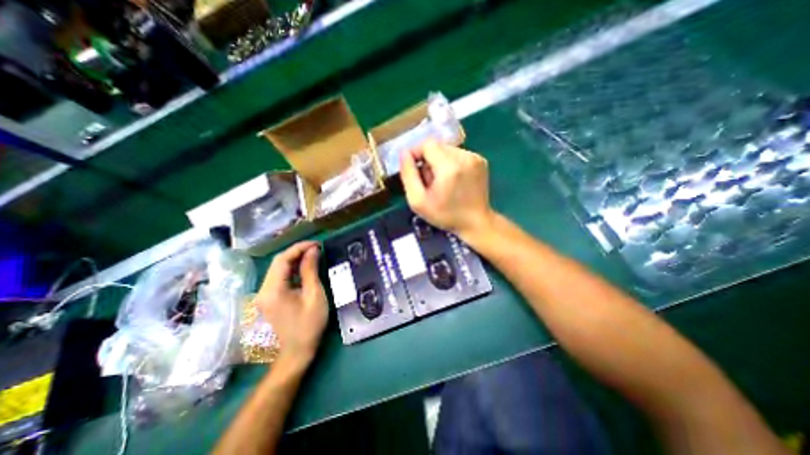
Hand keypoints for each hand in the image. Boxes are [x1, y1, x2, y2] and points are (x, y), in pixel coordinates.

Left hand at [255, 243, 323, 369]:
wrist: (295, 353)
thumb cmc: (309, 325)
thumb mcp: (314, 295)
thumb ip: (311, 271)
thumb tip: (313, 251)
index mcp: (273, 290)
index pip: (282, 259)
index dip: (299, 248)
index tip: (317, 244)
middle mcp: (263, 290)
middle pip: (278, 263)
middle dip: (297, 252)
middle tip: (317, 249)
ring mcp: (263, 296)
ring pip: (278, 270)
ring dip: (295, 260)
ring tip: (313, 256)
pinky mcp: (268, 300)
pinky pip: (279, 279)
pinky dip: (292, 271)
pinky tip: (305, 269)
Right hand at [398, 141, 494, 240]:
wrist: (476, 223)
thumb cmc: (445, 215)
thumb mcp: (418, 201)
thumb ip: (408, 175)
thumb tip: (404, 153)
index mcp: (449, 167)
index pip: (427, 144)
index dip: (416, 153)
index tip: (414, 169)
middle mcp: (465, 157)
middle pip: (437, 146)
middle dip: (428, 160)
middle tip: (429, 181)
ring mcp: (475, 158)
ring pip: (447, 150)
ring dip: (439, 162)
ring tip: (442, 182)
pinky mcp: (481, 161)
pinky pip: (458, 154)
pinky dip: (451, 164)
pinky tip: (453, 180)